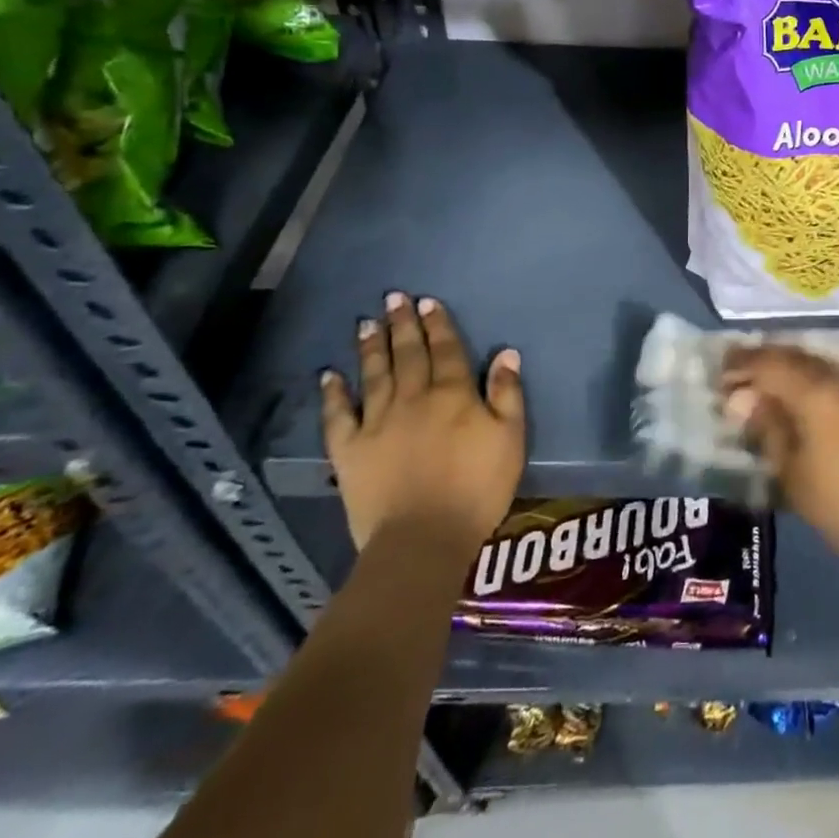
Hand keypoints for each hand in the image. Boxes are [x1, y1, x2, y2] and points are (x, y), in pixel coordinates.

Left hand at [321, 292, 524, 555]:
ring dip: (371, 347)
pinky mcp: (350, 451)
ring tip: (367, 323)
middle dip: (402, 325)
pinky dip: (333, 394)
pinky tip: (328, 375)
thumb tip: (506, 353)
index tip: (427, 302)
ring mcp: (377, 423)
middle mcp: (414, 398)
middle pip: (408, 354)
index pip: (446, 350)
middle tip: (393, 298)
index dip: (438, 325)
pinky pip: (338, 416)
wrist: (422, 539)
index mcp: (453, 395)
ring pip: (374, 375)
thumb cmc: (477, 488)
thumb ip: (507, 394)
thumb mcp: (510, 439)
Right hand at [722, 346, 838, 576]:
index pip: (769, 362)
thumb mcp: (794, 475)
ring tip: (771, 388)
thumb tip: (745, 400)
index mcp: (816, 392)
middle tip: (741, 376)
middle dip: (765, 361)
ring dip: (792, 370)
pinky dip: (816, 382)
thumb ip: (768, 429)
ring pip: (820, 365)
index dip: (742, 362)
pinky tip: (809, 402)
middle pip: (796, 356)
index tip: (721, 370)